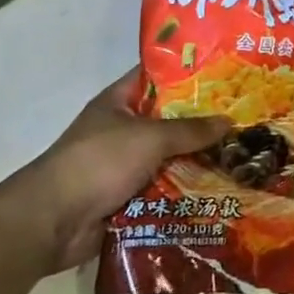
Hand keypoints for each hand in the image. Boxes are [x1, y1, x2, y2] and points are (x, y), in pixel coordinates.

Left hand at [0, 69, 229, 275]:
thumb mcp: (150, 137)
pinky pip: (163, 189)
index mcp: (118, 103)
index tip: (222, 73)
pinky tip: (217, 190)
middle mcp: (121, 130)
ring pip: (168, 158)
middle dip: (201, 123)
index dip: (186, 72)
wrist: (52, 221)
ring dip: (196, 161)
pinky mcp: (126, 197)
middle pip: (167, 121)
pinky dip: (184, 192)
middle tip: (241, 119)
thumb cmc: (99, 162)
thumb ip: (190, 130)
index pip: (155, 77)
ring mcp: (123, 165)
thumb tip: (228, 121)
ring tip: (239, 156)